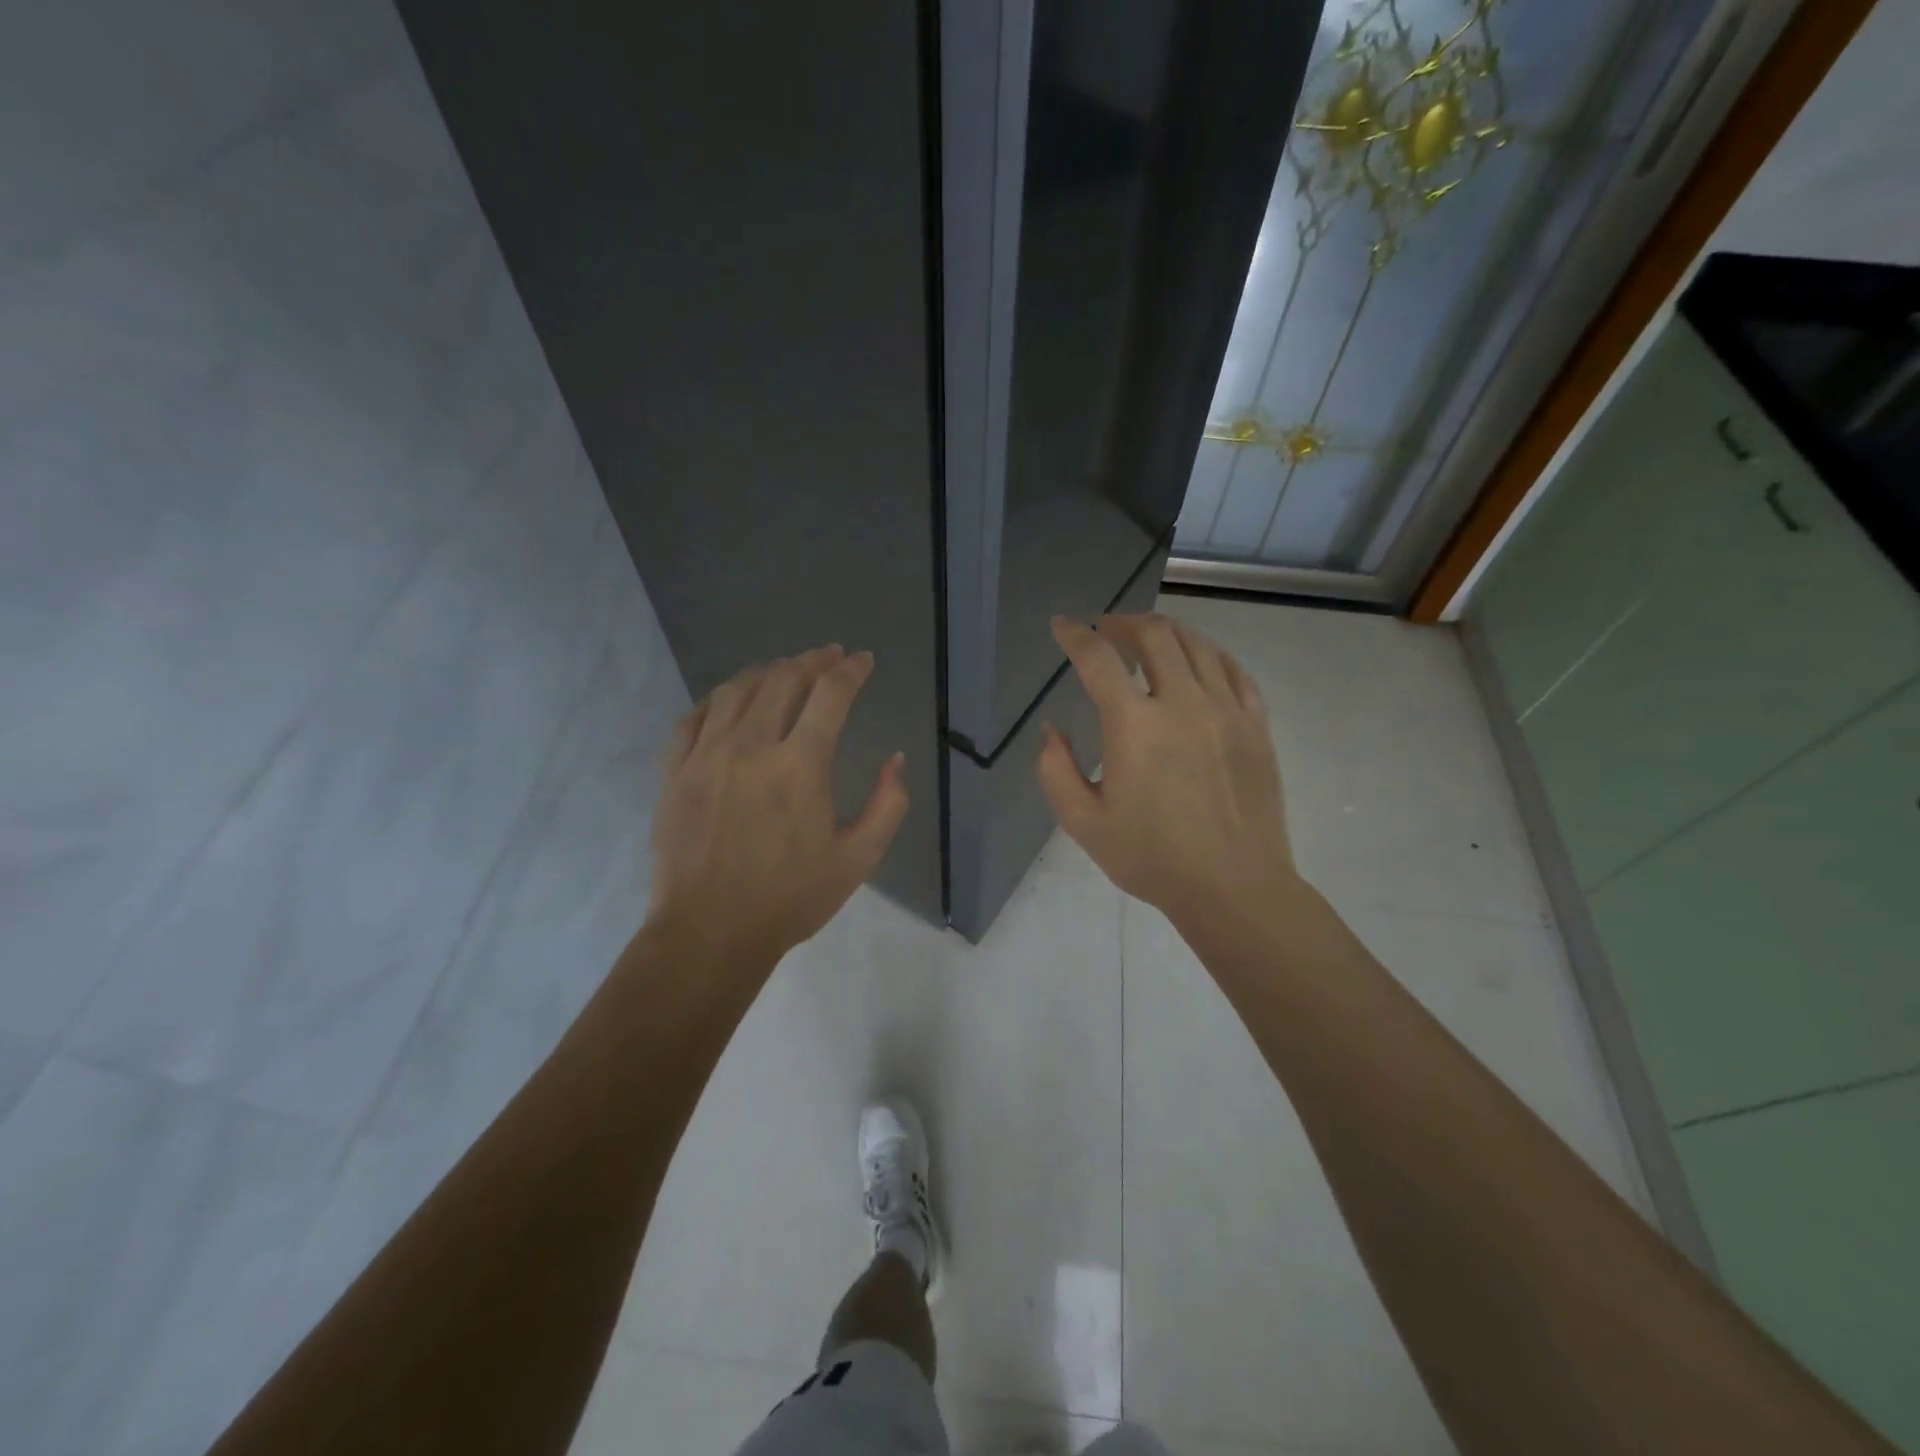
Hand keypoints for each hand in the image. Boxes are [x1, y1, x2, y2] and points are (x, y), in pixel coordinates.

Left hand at [646, 645, 908, 966]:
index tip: (862, 661)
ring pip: (736, 690)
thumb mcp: (858, 860)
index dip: (850, 670)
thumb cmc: (789, 899)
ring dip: (766, 672)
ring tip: (784, 670)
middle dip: (812, 660)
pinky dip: (718, 699)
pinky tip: (730, 701)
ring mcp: (705, 757)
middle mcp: (751, 747)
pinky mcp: (675, 773)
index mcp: (800, 766)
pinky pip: (693, 718)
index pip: (830, 695)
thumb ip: (888, 805)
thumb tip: (896, 759)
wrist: (709, 934)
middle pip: (782, 679)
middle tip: (829, 657)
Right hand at [1037, 613, 1298, 930]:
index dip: (1075, 636)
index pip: (1098, 659)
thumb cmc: (1151, 858)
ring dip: (1165, 631)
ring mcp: (1226, 710)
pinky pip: (1233, 669)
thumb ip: (1055, 770)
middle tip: (1107, 630)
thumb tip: (1052, 730)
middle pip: (1154, 635)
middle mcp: (1182, 703)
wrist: (1233, 886)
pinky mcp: (1256, 724)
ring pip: (1196, 644)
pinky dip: (1209, 653)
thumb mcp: (1083, 823)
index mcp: (1134, 725)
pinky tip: (1198, 660)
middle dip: (1123, 623)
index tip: (1063, 626)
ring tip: (1149, 638)